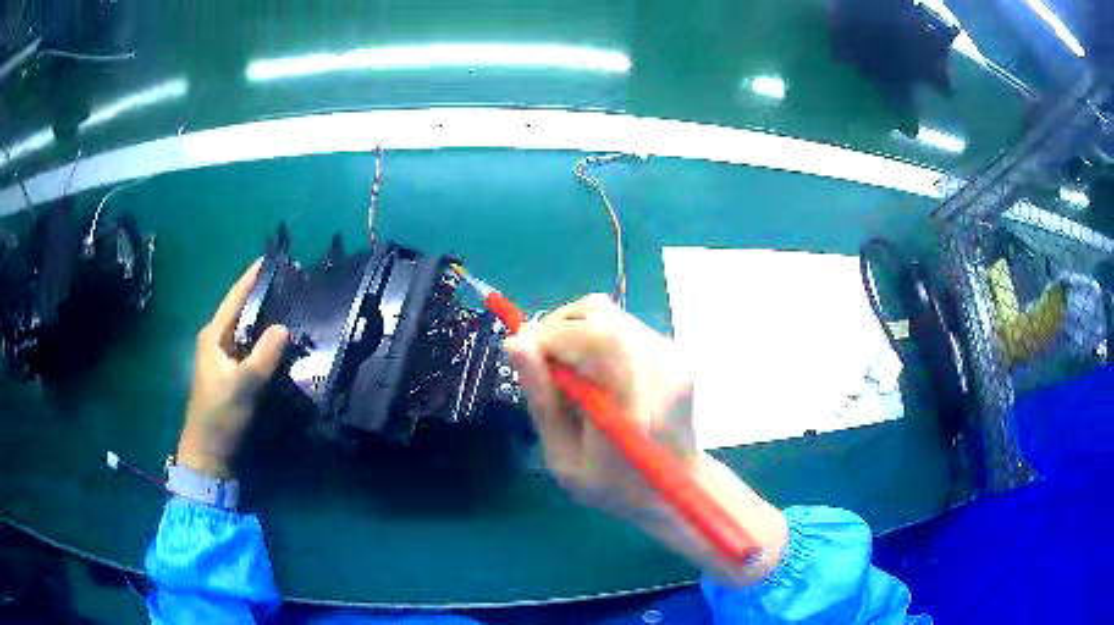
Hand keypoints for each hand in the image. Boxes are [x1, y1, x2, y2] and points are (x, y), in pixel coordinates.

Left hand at [177, 261, 287, 477]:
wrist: (208, 448)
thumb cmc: (221, 413)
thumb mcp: (244, 384)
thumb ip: (264, 355)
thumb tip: (284, 327)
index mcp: (213, 335)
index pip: (234, 298)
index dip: (251, 278)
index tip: (270, 259)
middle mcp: (215, 339)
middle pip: (239, 310)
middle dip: (261, 295)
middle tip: (288, 283)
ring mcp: (220, 356)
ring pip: (244, 328)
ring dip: (262, 317)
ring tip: (288, 305)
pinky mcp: (227, 371)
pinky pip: (246, 345)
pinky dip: (261, 338)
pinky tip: (277, 340)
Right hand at [504, 294, 786, 584]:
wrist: (675, 489)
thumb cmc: (614, 486)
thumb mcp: (564, 458)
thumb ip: (542, 401)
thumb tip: (515, 343)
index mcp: (630, 405)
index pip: (594, 337)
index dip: (551, 334)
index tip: (524, 353)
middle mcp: (658, 370)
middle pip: (601, 314)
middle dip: (558, 327)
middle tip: (541, 360)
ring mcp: (672, 358)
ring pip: (611, 315)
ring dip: (576, 331)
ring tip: (566, 370)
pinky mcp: (675, 354)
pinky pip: (625, 327)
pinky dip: (597, 339)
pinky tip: (594, 373)